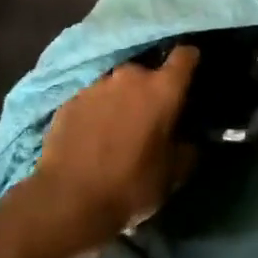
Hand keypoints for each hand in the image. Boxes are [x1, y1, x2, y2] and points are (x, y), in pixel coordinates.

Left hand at [25, 46, 199, 250]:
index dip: (190, 61)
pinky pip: (92, 100)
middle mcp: (130, 76)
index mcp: (162, 89)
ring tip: (118, 128)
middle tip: (150, 116)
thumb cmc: (130, 184)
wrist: (66, 201)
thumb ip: (188, 149)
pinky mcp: (69, 101)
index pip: (184, 56)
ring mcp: (96, 86)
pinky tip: (92, 137)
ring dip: (122, 100)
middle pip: (147, 71)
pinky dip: (96, 112)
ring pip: (117, 85)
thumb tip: (190, 140)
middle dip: (150, 89)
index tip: (191, 74)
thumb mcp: (173, 174)